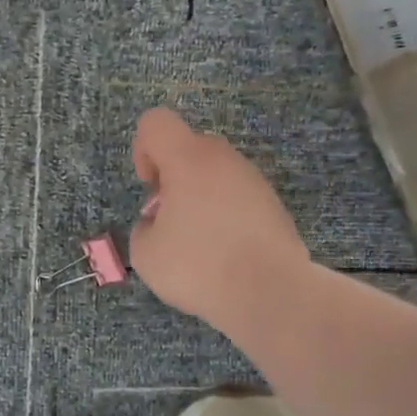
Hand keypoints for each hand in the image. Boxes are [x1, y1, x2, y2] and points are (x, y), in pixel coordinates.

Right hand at [128, 107, 310, 332]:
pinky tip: (224, 252)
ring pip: (215, 172)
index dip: (143, 148)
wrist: (271, 293)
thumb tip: (157, 223)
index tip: (149, 186)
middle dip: (172, 176)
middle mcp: (223, 159)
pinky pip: (237, 196)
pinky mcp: (273, 204)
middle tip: (168, 218)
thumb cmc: (199, 267)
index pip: (156, 123)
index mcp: (188, 159)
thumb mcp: (145, 254)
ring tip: (197, 242)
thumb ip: (143, 227)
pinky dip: (224, 214)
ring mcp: (253, 179)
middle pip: (188, 147)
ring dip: (199, 196)